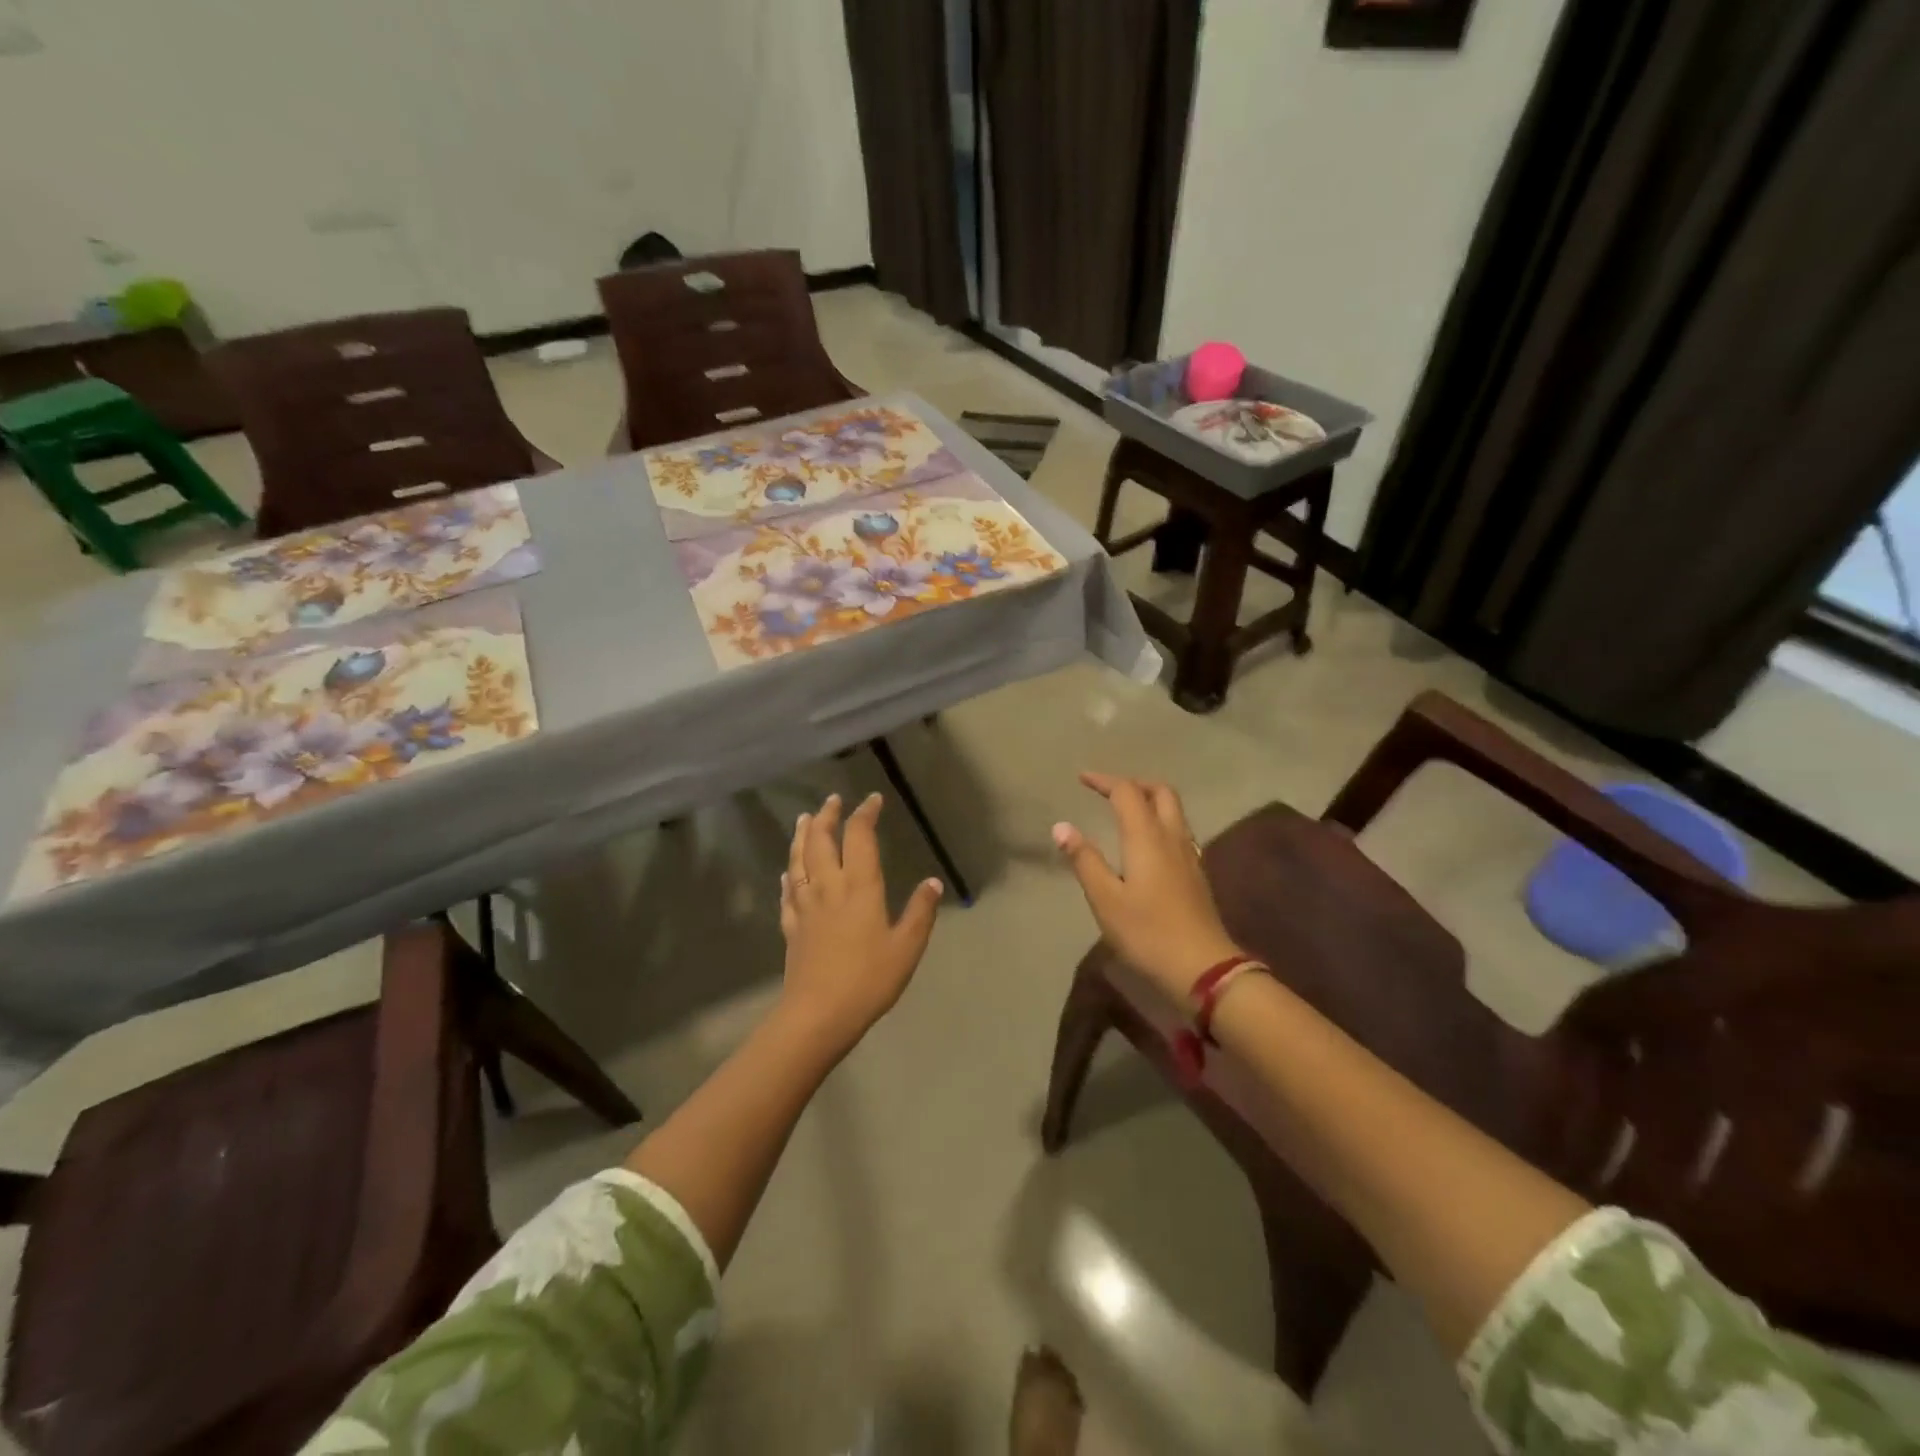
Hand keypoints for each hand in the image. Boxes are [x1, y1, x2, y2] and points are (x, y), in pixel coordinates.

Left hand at [778, 792, 943, 1055]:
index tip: (872, 800)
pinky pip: (787, 892)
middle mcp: (829, 888)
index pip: (860, 837)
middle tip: (833, 800)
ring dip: (802, 836)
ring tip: (805, 820)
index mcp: (859, 887)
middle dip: (828, 816)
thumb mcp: (906, 947)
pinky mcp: (792, 927)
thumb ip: (920, 913)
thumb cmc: (868, 979)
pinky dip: (788, 875)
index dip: (865, 814)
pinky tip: (788, 871)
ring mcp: (805, 907)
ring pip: (799, 861)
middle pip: (823, 842)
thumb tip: (933, 882)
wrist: (819, 1014)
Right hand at [1053, 773, 1240, 1002]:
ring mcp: (1190, 855)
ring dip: (1151, 801)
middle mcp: (1172, 837)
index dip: (1105, 781)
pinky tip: (1148, 845)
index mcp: (1146, 836)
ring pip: (1174, 811)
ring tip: (1127, 812)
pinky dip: (1160, 822)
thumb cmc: (1147, 932)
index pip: (1127, 792)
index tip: (1082, 779)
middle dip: (1135, 784)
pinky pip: (1179, 831)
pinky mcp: (1197, 874)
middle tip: (1110, 791)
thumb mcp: (1105, 899)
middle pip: (1161, 792)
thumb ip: (1084, 860)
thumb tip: (1061, 826)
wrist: (1203, 968)